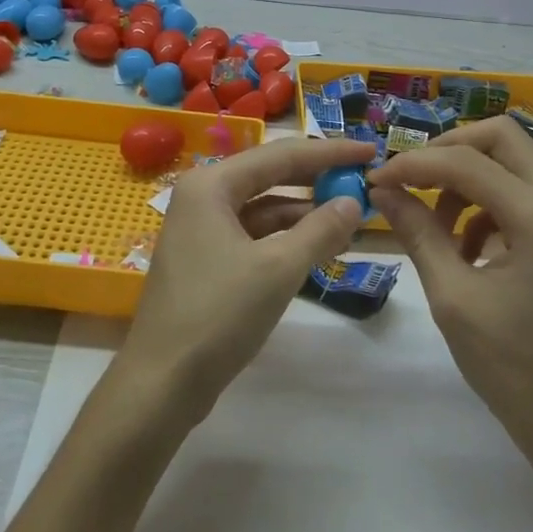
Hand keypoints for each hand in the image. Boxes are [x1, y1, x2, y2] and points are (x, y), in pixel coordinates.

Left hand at [121, 138, 377, 419]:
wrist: (162, 382)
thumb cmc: (218, 315)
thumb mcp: (278, 269)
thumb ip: (320, 231)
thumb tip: (354, 203)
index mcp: (211, 185)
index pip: (280, 155)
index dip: (329, 152)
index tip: (370, 150)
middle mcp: (203, 196)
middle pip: (270, 175)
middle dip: (317, 178)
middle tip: (362, 177)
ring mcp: (202, 228)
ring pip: (263, 206)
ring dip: (304, 210)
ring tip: (351, 213)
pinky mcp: (206, 258)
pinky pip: (254, 233)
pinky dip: (286, 236)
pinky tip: (318, 243)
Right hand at [368, 116, 532, 452]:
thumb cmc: (509, 365)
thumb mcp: (452, 296)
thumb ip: (417, 233)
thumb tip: (381, 190)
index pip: (468, 162)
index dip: (415, 164)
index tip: (378, 180)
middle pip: (501, 137)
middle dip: (448, 150)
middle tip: (411, 179)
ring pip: (510, 161)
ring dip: (465, 178)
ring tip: (434, 224)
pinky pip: (519, 192)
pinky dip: (484, 204)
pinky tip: (463, 246)